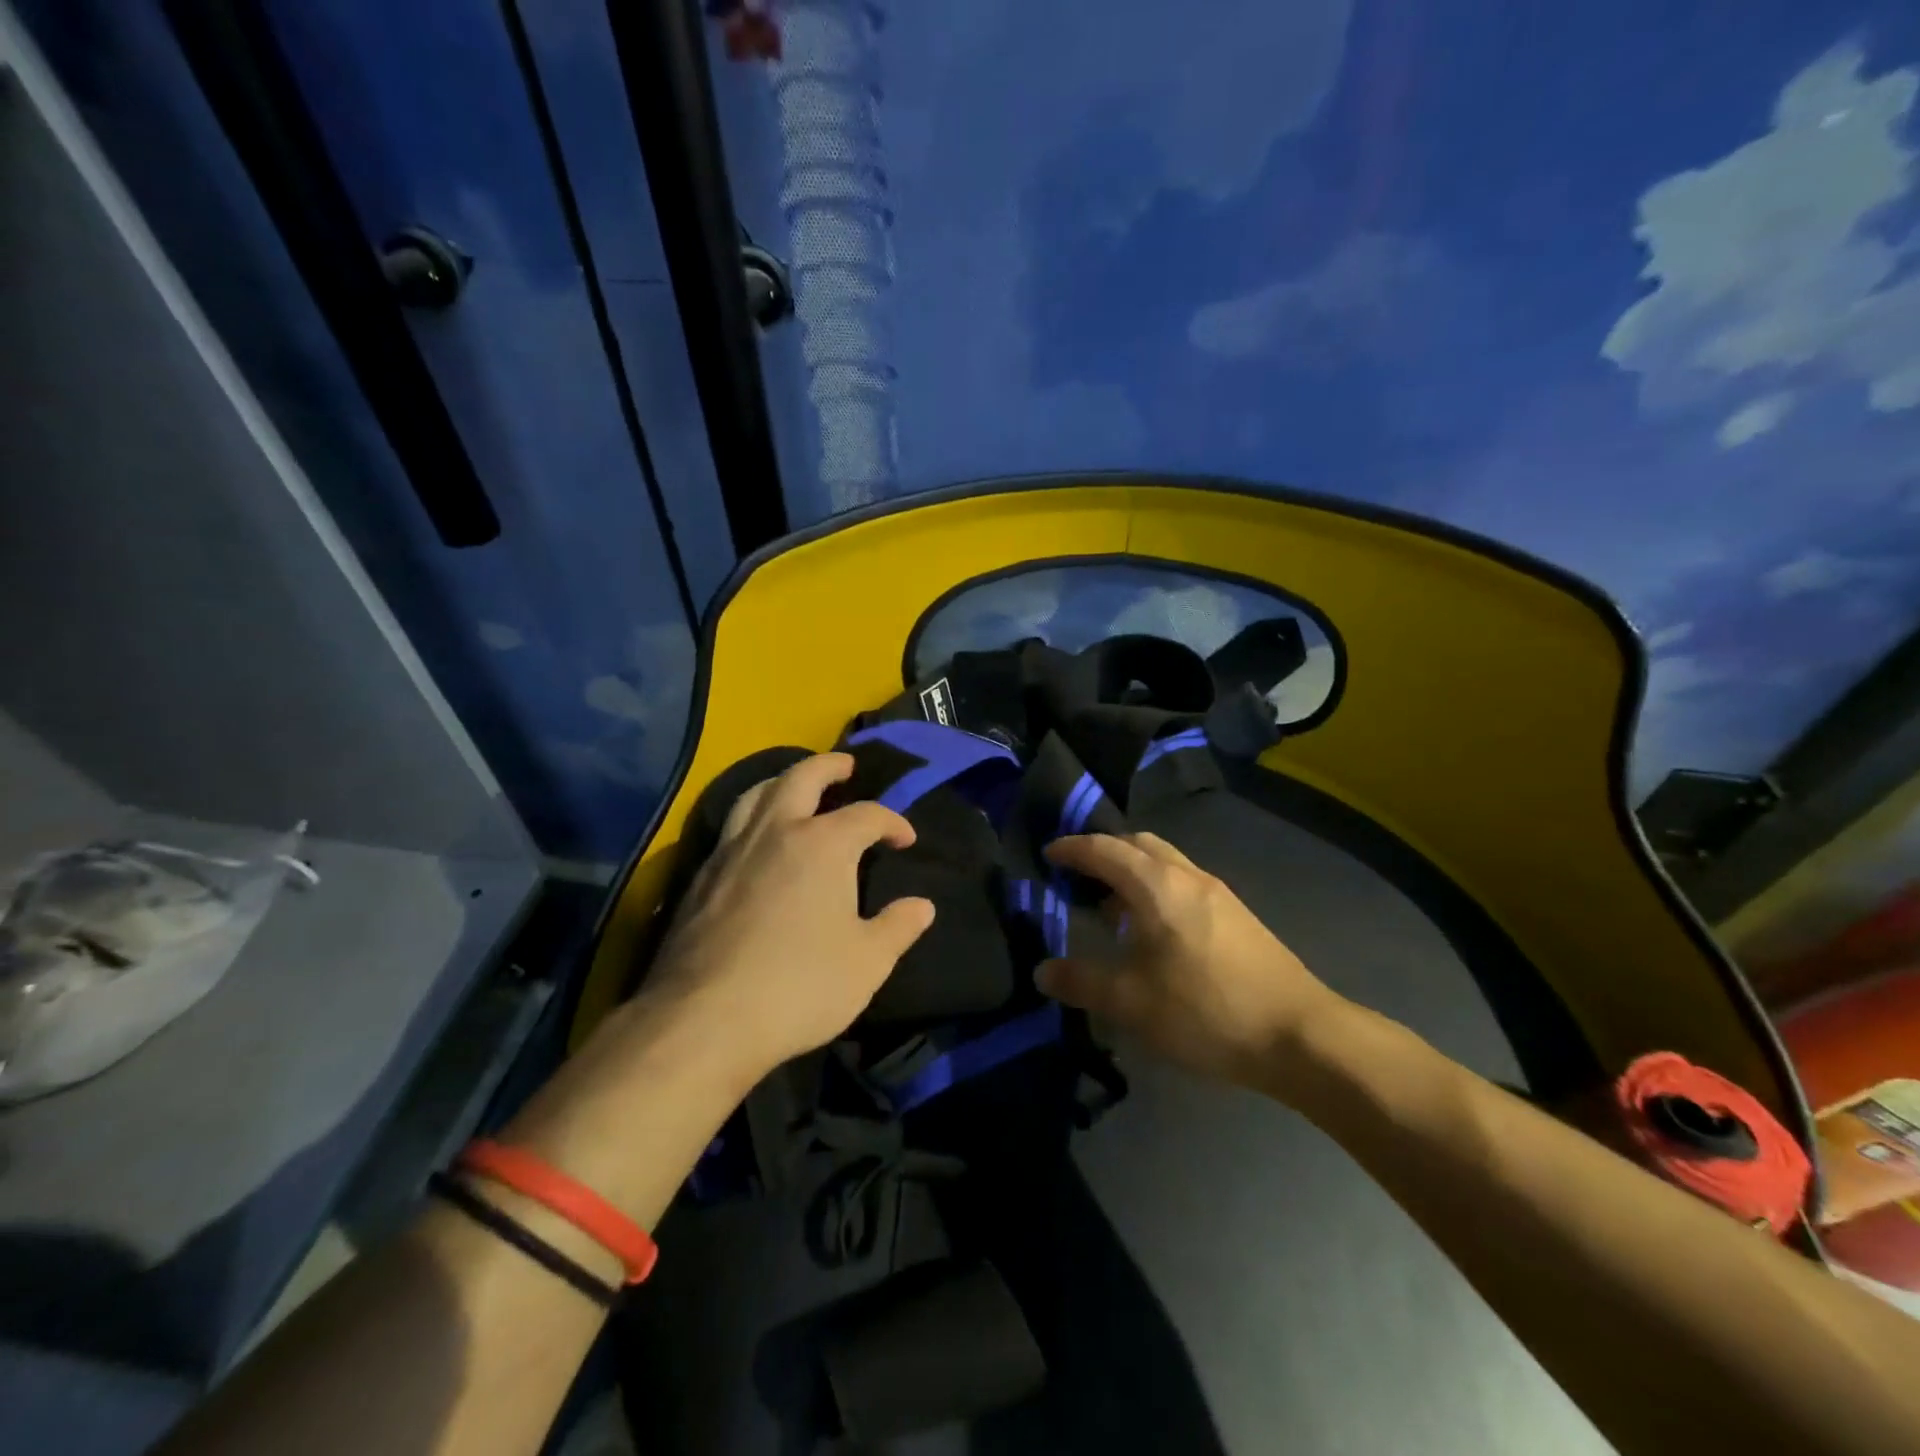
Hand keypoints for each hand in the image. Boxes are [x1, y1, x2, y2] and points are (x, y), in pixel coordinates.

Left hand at [645, 753, 935, 1080]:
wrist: (704, 1019)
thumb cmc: (800, 986)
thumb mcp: (868, 963)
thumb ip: (898, 928)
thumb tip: (922, 906)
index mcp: (823, 845)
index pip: (868, 815)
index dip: (893, 822)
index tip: (906, 839)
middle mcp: (775, 832)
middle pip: (802, 778)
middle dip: (829, 766)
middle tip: (847, 766)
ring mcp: (731, 850)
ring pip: (756, 794)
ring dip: (783, 781)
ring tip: (797, 788)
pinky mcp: (701, 876)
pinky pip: (731, 826)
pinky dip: (753, 816)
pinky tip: (757, 841)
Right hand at [1037, 832, 1342, 1091]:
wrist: (1300, 1035)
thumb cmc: (1206, 1010)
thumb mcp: (1132, 1002)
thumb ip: (1082, 982)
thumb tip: (1042, 971)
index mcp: (1157, 885)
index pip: (1105, 849)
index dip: (1073, 849)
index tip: (1048, 854)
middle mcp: (1188, 876)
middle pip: (1138, 844)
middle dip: (1104, 851)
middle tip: (1077, 874)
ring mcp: (1218, 893)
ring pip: (1164, 862)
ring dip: (1132, 871)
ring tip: (1109, 906)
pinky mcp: (1236, 915)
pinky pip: (1182, 883)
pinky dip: (1156, 889)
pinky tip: (1152, 931)